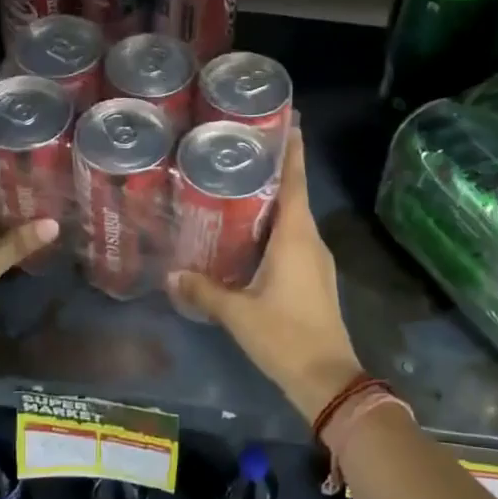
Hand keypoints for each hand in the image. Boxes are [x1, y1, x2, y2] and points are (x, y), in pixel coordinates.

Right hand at [166, 129, 362, 421]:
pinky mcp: (314, 278)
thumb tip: (169, 276)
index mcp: (296, 237)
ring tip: (241, 185)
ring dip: (274, 200)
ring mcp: (316, 260)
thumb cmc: (285, 336)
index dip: (293, 149)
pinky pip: (294, 239)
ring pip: (294, 218)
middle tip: (243, 148)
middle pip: (295, 194)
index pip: (296, 181)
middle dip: (275, 169)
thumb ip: (204, 291)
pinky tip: (251, 233)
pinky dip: (275, 227)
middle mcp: (310, 240)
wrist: (328, 379)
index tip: (290, 119)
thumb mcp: (238, 313)